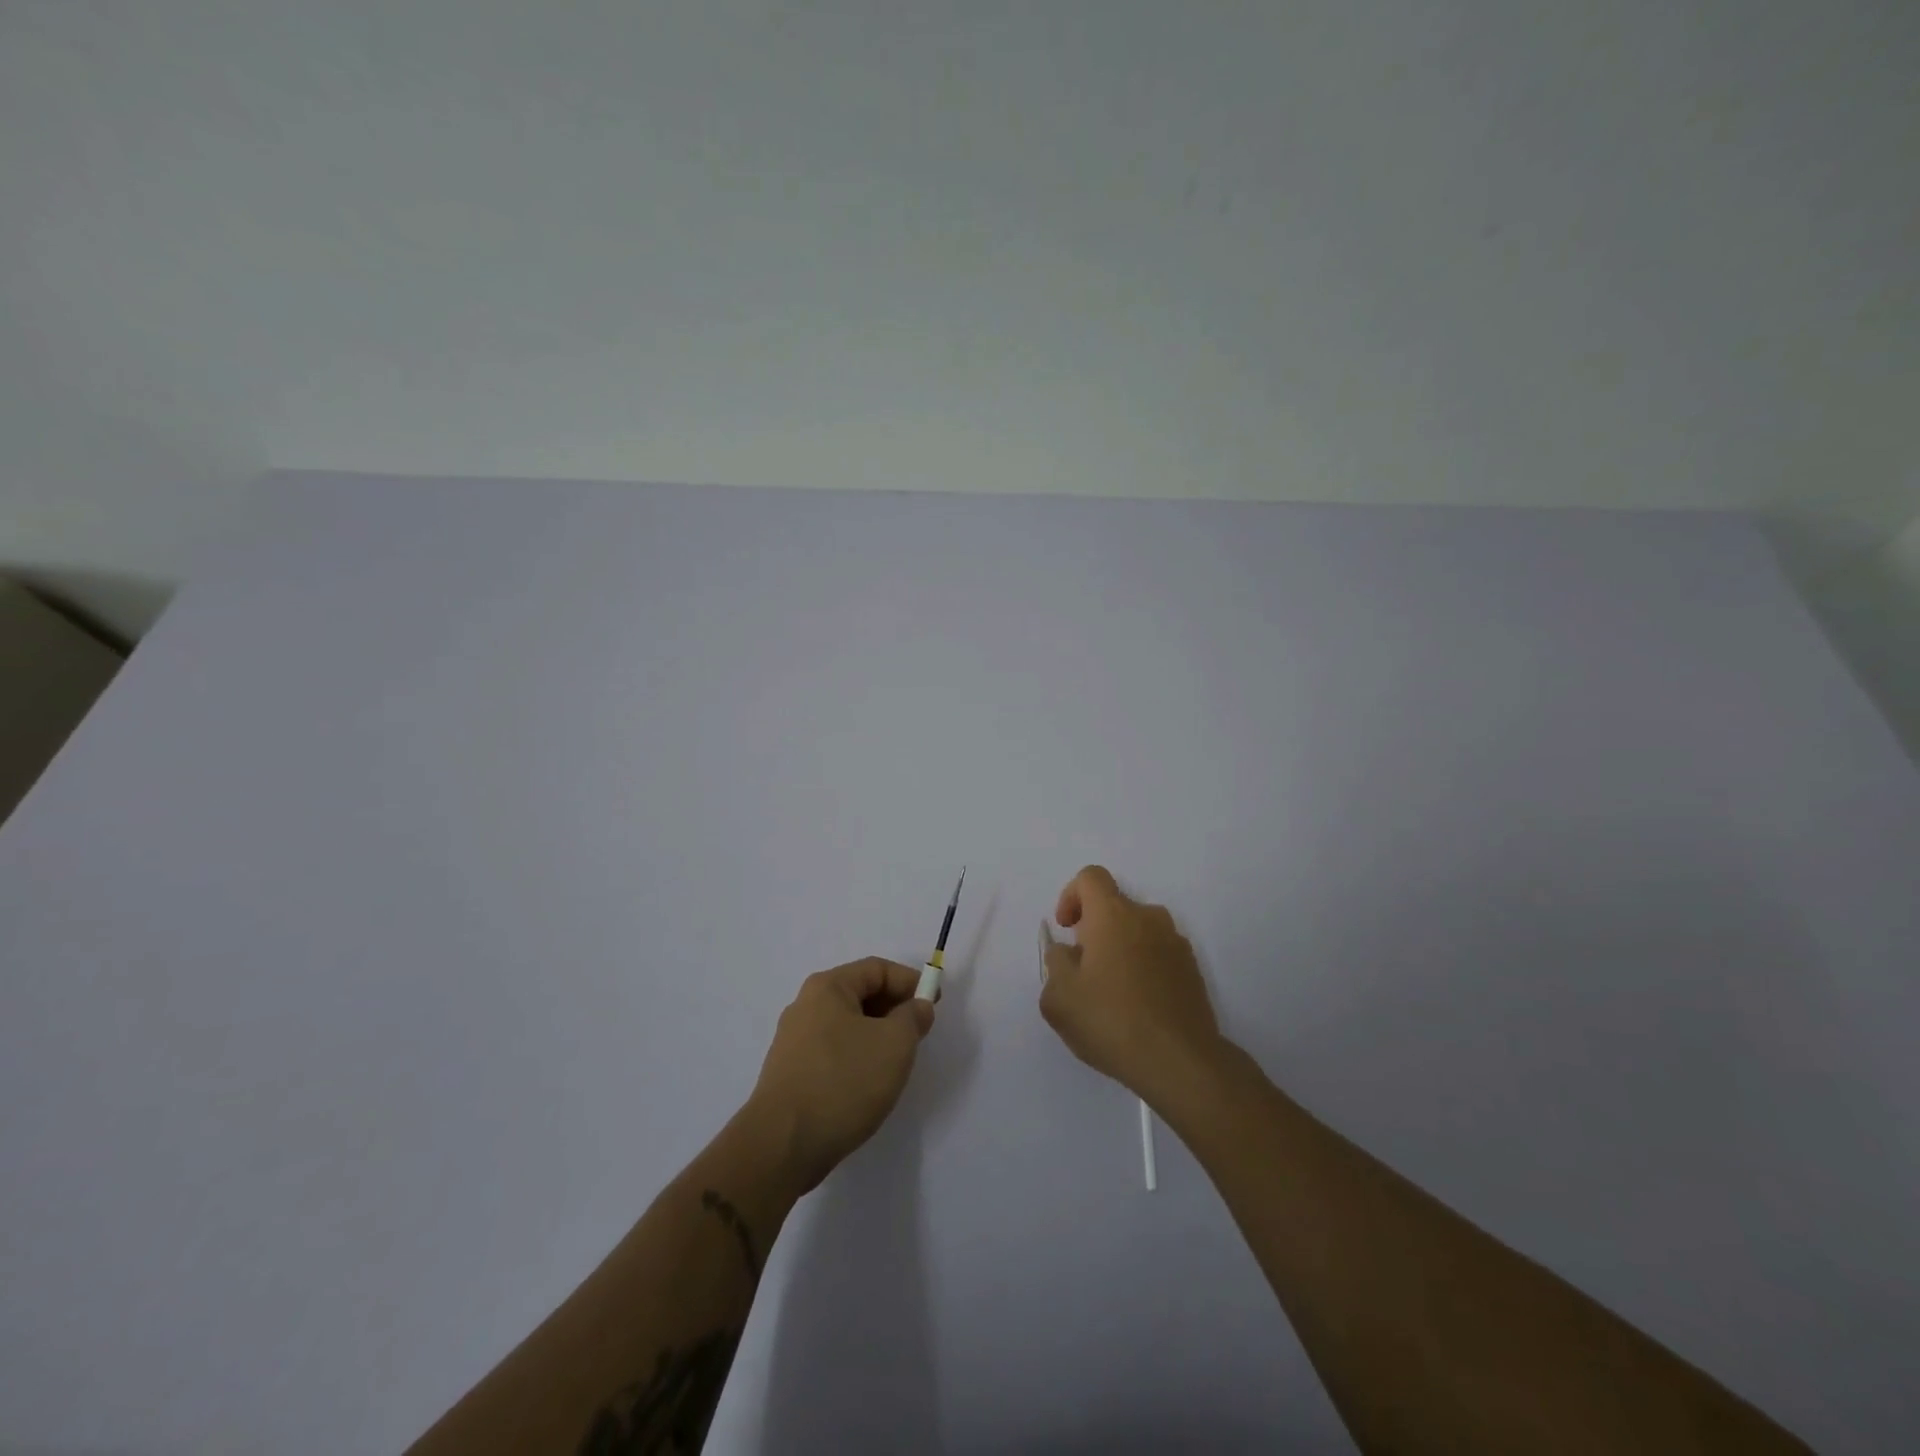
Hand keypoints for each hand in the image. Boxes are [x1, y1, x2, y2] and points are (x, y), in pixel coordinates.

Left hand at [747, 958, 934, 1194]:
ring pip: (847, 1025)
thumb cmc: (843, 1081)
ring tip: (897, 1062)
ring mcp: (794, 1041)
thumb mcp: (895, 1044)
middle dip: (894, 1009)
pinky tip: (868, 1084)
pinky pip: (833, 1052)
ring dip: (877, 1036)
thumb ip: (913, 1017)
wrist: (782, 1145)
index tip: (934, 1003)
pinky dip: (857, 1057)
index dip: (910, 981)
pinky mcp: (791, 1073)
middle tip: (919, 1034)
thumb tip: (917, 1006)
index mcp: (827, 987)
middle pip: (860, 994)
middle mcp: (806, 1006)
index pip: (877, 969)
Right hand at [1040, 865, 1224, 1107]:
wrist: (1181, 1061)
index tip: (1066, 930)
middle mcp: (1148, 918)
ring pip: (1138, 931)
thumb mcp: (1060, 998)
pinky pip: (1158, 954)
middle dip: (1094, 929)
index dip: (1071, 896)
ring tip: (1111, 992)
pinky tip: (1137, 1006)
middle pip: (1115, 906)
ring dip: (1120, 949)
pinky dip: (1143, 967)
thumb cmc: (1111, 1021)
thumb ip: (1056, 963)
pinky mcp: (1192, 970)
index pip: (1090, 877)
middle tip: (1083, 969)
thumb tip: (1066, 952)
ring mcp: (1176, 943)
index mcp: (1113, 915)